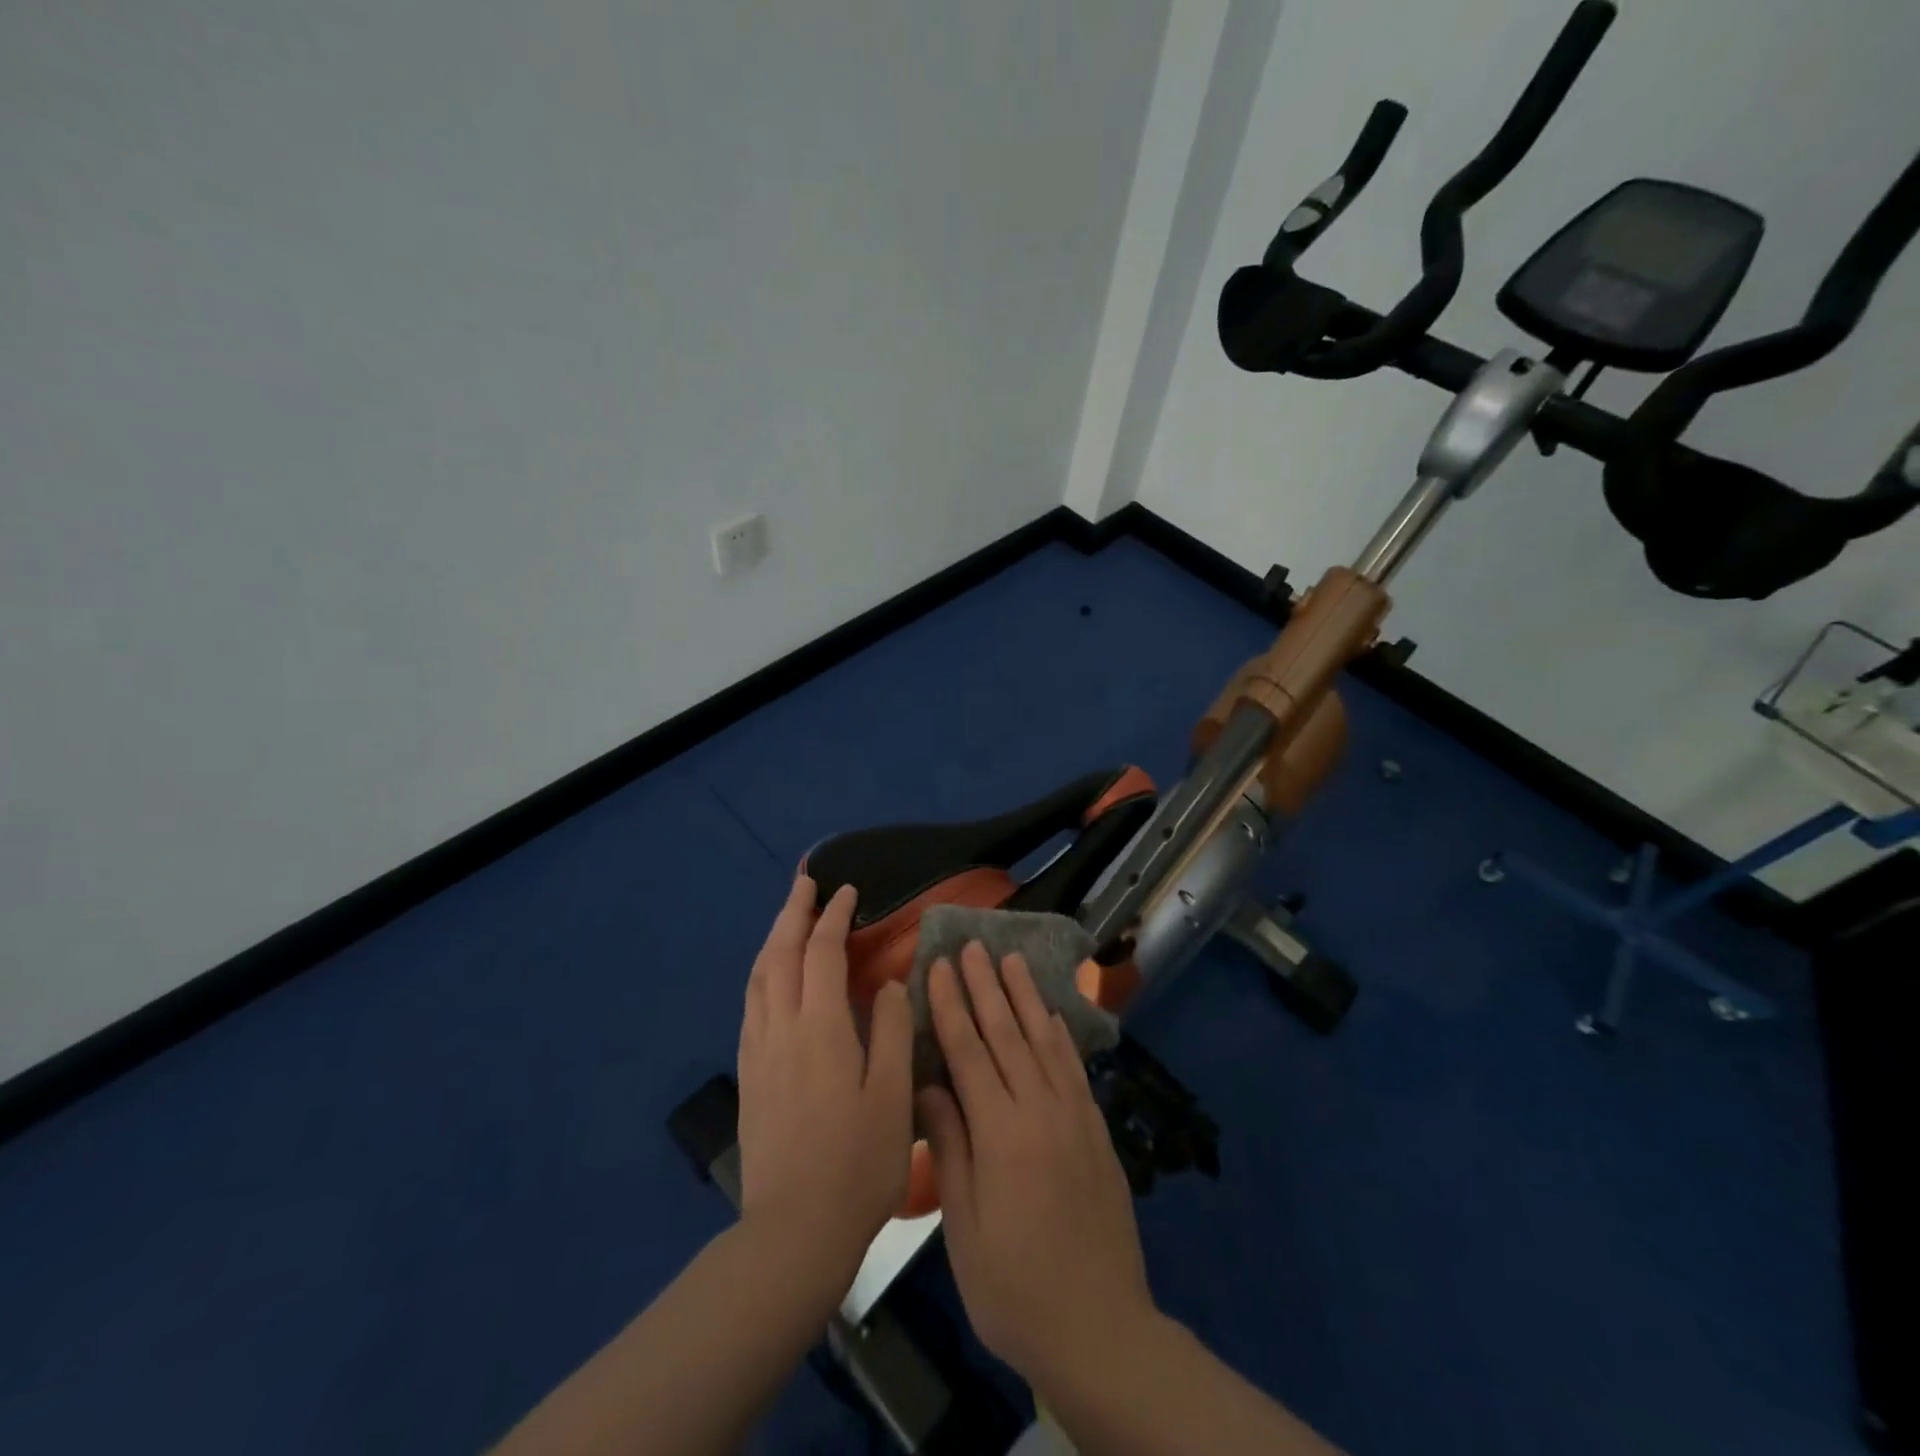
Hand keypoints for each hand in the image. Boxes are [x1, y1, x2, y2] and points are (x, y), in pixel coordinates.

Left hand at [736, 875, 914, 1278]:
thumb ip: (895, 1030)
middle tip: (805, 884)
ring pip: (758, 978)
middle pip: (779, 954)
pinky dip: (762, 975)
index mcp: (821, 1028)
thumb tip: (891, 983)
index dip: (834, 917)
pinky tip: (770, 980)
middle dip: (793, 913)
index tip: (848, 892)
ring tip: (787, 921)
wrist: (794, 1232)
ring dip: (772, 940)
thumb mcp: (894, 1095)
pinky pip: (751, 1005)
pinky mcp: (749, 1077)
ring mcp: (759, 1053)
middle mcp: (782, 1029)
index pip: (822, 953)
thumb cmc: (857, 1163)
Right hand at [916, 943, 1158, 1389]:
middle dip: (985, 985)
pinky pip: (1074, 1068)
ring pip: (1043, 1040)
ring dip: (1024, 996)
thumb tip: (929, 1085)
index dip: (950, 1005)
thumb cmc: (1014, 1288)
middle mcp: (1040, 1110)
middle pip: (1007, 1033)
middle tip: (971, 944)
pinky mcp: (1096, 1130)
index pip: (969, 1051)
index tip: (937, 965)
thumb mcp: (964, 1228)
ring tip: (1010, 958)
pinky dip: (1059, 1034)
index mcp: (1001, 1134)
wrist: (1099, 1329)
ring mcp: (1074, 1116)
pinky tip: (1050, 1013)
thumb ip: (950, 1147)